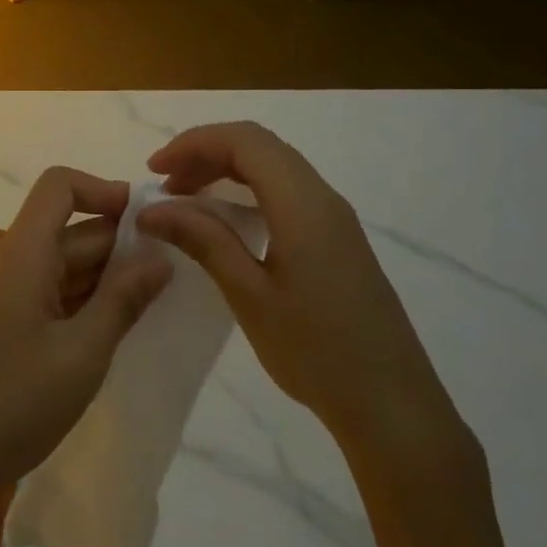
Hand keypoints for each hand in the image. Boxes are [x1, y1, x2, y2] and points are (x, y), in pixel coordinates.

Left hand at [0, 168, 172, 520]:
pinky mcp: (11, 324)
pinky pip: (57, 293)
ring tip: (157, 304)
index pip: (60, 186)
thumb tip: (159, 257)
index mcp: (25, 253)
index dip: (103, 190)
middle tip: (172, 275)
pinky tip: (120, 329)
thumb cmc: (15, 401)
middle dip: (121, 244)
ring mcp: (11, 295)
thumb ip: (123, 299)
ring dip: (109, 276)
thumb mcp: (82, 352)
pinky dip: (90, 301)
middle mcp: (16, 262)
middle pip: (73, 229)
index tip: (147, 223)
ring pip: (69, 263)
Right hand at [137, 122, 463, 451]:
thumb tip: (153, 210)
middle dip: (206, 153)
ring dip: (227, 170)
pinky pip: (287, 191)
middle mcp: (322, 197)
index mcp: (302, 203)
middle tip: (165, 184)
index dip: (193, 143)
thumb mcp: (249, 295)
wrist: (393, 405)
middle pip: (259, 146)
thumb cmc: (317, 351)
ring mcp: (335, 217)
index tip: (154, 170)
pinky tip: (227, 222)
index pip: (243, 141)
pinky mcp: (338, 239)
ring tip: (186, 199)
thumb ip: (203, 240)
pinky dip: (249, 190)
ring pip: (274, 167)